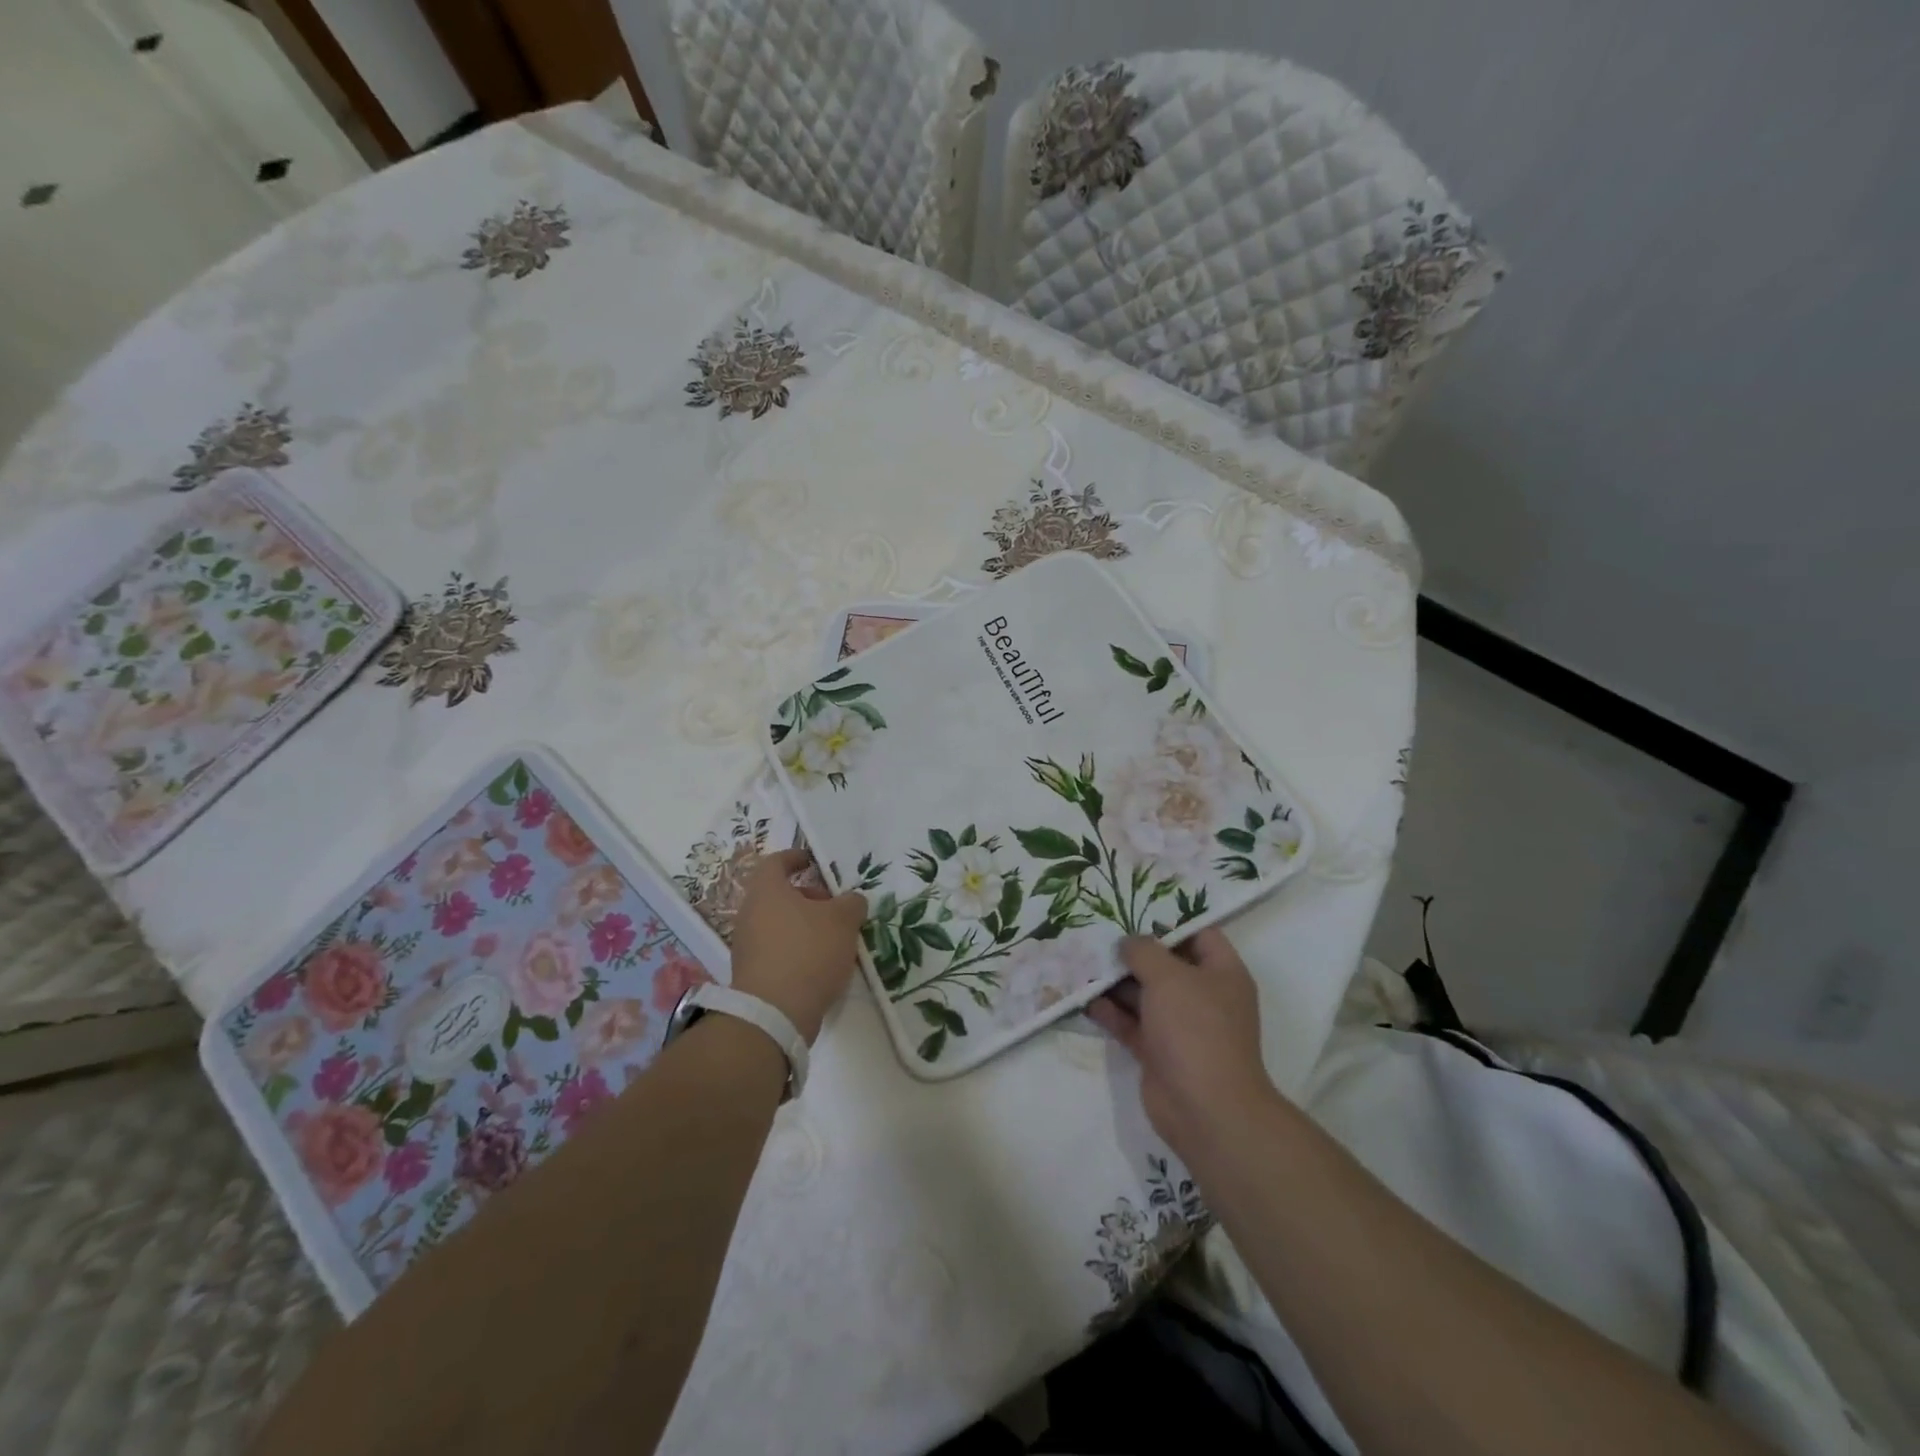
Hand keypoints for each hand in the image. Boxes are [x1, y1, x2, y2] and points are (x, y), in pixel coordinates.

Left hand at [728, 847, 867, 1042]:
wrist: (774, 1014)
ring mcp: (747, 945)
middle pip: (779, 895)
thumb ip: (851, 903)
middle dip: (809, 897)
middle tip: (835, 907)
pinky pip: (777, 950)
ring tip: (835, 939)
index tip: (814, 861)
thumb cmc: (808, 952)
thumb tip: (851, 901)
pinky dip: (797, 950)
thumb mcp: (843, 920)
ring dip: (805, 926)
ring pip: (779, 923)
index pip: (775, 862)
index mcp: (767, 891)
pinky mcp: (751, 973)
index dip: (795, 857)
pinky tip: (821, 965)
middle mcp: (751, 913)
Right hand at [1087, 928, 1279, 1154]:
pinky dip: (1109, 1011)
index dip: (1168, 918)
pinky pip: (1130, 1022)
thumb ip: (1144, 951)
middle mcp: (1203, 996)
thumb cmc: (1195, 1029)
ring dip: (1114, 980)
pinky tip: (1082, 996)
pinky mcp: (1158, 1051)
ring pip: (1143, 993)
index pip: (1198, 933)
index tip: (1132, 905)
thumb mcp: (1169, 977)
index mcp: (1221, 973)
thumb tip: (1128, 942)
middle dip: (1132, 949)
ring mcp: (1180, 1026)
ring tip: (1080, 957)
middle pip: (1165, 963)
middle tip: (1096, 928)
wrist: (1205, 1110)